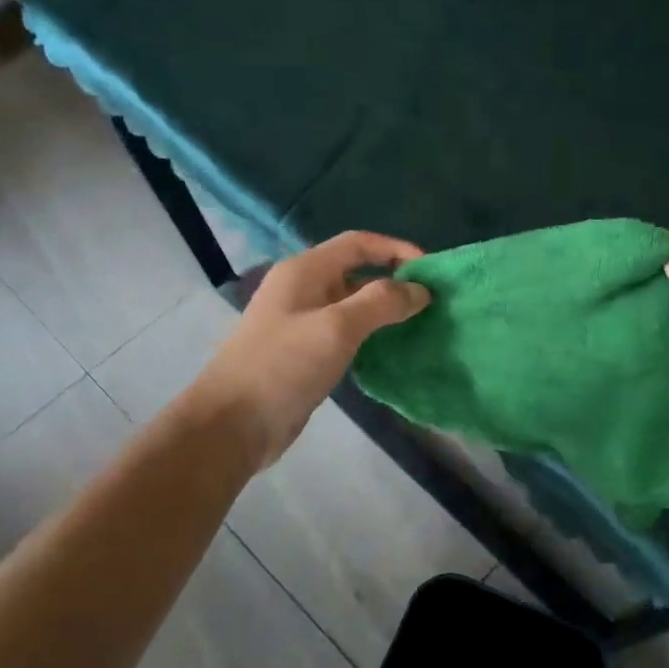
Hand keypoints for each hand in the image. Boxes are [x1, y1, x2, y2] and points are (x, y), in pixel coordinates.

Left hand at [190, 232, 430, 468]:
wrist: (234, 424)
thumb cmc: (283, 366)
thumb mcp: (336, 327)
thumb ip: (380, 302)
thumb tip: (419, 289)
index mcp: (305, 270)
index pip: (358, 244)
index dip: (396, 249)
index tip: (433, 270)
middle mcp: (303, 289)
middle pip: (357, 272)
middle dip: (395, 281)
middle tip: (434, 301)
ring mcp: (302, 322)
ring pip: (353, 305)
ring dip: (385, 310)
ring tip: (422, 324)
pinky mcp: (306, 353)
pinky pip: (346, 333)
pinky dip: (372, 335)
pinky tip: (394, 350)